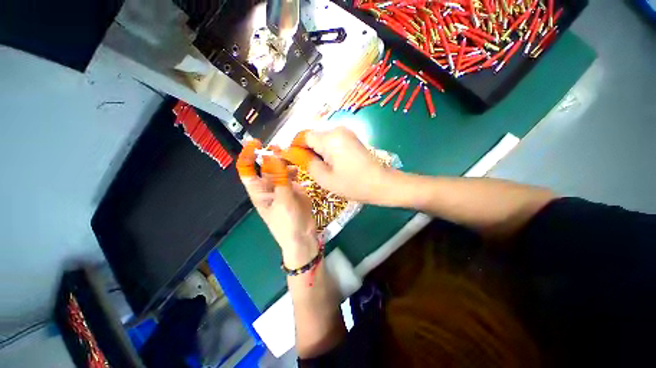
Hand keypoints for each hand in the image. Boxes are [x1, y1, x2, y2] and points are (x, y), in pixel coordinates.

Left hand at [237, 140, 318, 268]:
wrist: (303, 236)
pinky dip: (295, 168)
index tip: (256, 143)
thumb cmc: (287, 222)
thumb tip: (272, 156)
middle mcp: (269, 186)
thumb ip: (279, 178)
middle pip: (266, 166)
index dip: (249, 155)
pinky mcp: (295, 188)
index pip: (248, 170)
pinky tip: (300, 167)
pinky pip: (293, 174)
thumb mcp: (283, 200)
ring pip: (281, 168)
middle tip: (281, 147)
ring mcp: (282, 186)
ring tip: (293, 156)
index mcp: (259, 191)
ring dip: (285, 161)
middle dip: (272, 155)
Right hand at [299, 127, 391, 203]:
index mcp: (330, 138)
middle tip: (309, 168)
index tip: (294, 160)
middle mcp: (338, 130)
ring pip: (323, 139)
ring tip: (322, 168)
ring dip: (318, 152)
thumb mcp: (325, 178)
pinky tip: (332, 164)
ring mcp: (346, 133)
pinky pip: (332, 141)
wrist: (382, 183)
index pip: (304, 135)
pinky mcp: (351, 138)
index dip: (296, 147)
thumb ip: (307, 163)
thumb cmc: (353, 184)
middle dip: (308, 150)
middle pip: (313, 136)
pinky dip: (327, 151)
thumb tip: (296, 154)